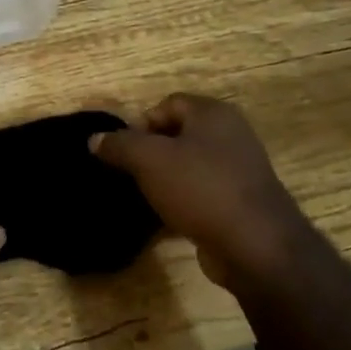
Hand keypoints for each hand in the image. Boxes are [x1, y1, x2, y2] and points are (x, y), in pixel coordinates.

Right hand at [90, 93, 310, 289]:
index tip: (125, 152)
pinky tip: (165, 219)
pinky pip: (200, 193)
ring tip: (143, 198)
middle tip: (129, 175)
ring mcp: (238, 170)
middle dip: (150, 153)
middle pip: (177, 134)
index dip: (141, 124)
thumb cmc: (201, 189)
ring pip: (188, 166)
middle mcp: (230, 135)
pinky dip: (181, 202)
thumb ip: (119, 145)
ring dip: (164, 180)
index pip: (167, 104)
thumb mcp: (149, 160)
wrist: (255, 245)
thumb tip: (94, 139)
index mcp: (213, 114)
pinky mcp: (239, 201)